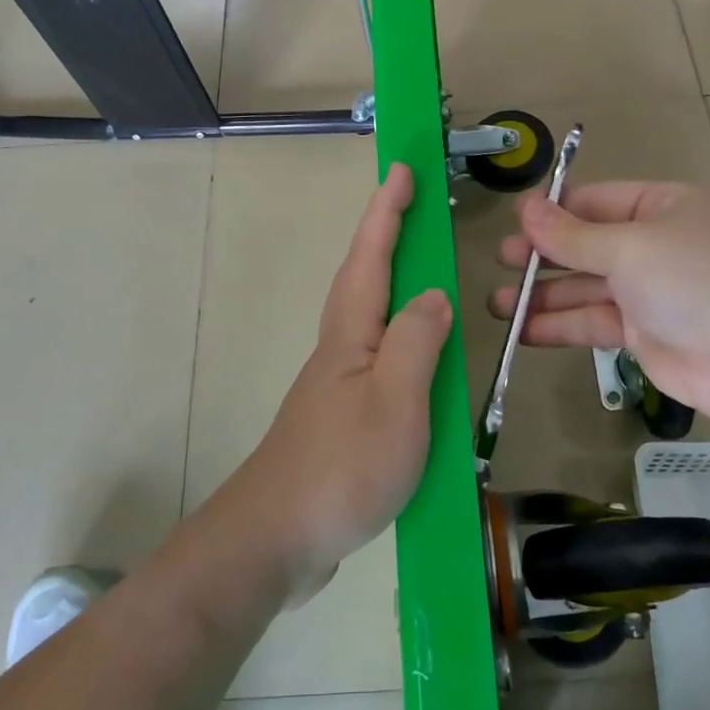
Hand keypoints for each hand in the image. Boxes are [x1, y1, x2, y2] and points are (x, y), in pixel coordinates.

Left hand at [221, 163, 451, 601]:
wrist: (275, 539)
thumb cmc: (340, 467)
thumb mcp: (394, 403)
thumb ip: (416, 343)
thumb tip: (434, 295)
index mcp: (351, 333)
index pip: (372, 257)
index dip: (387, 211)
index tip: (401, 169)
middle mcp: (340, 348)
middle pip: (364, 277)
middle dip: (387, 234)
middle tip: (413, 205)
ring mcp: (337, 383)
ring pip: (370, 316)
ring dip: (393, 280)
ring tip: (422, 267)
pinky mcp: (341, 416)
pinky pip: (377, 356)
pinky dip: (399, 335)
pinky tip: (415, 354)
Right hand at [490, 181, 709, 424]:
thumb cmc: (693, 281)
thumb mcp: (628, 247)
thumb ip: (571, 235)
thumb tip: (523, 208)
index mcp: (661, 207)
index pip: (595, 200)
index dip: (553, 210)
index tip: (513, 223)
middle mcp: (653, 244)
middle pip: (585, 244)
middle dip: (542, 255)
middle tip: (501, 261)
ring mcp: (647, 291)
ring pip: (584, 287)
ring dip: (542, 296)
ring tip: (496, 304)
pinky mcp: (642, 333)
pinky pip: (592, 322)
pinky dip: (559, 326)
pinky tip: (523, 332)